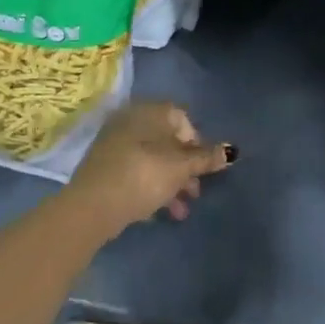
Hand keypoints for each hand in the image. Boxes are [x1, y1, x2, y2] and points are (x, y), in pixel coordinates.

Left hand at [63, 101, 232, 239]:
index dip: (197, 143)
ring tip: (180, 211)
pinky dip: (150, 187)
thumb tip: (232, 151)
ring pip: (152, 159)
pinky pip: (135, 172)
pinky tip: (158, 212)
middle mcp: (131, 121)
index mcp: (150, 111)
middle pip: (167, 141)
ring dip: (170, 182)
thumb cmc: (144, 176)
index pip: (182, 118)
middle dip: (185, 168)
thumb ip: (206, 158)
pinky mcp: (104, 168)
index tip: (203, 168)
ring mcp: (115, 144)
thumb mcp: (181, 168)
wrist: (92, 205)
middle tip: (194, 192)